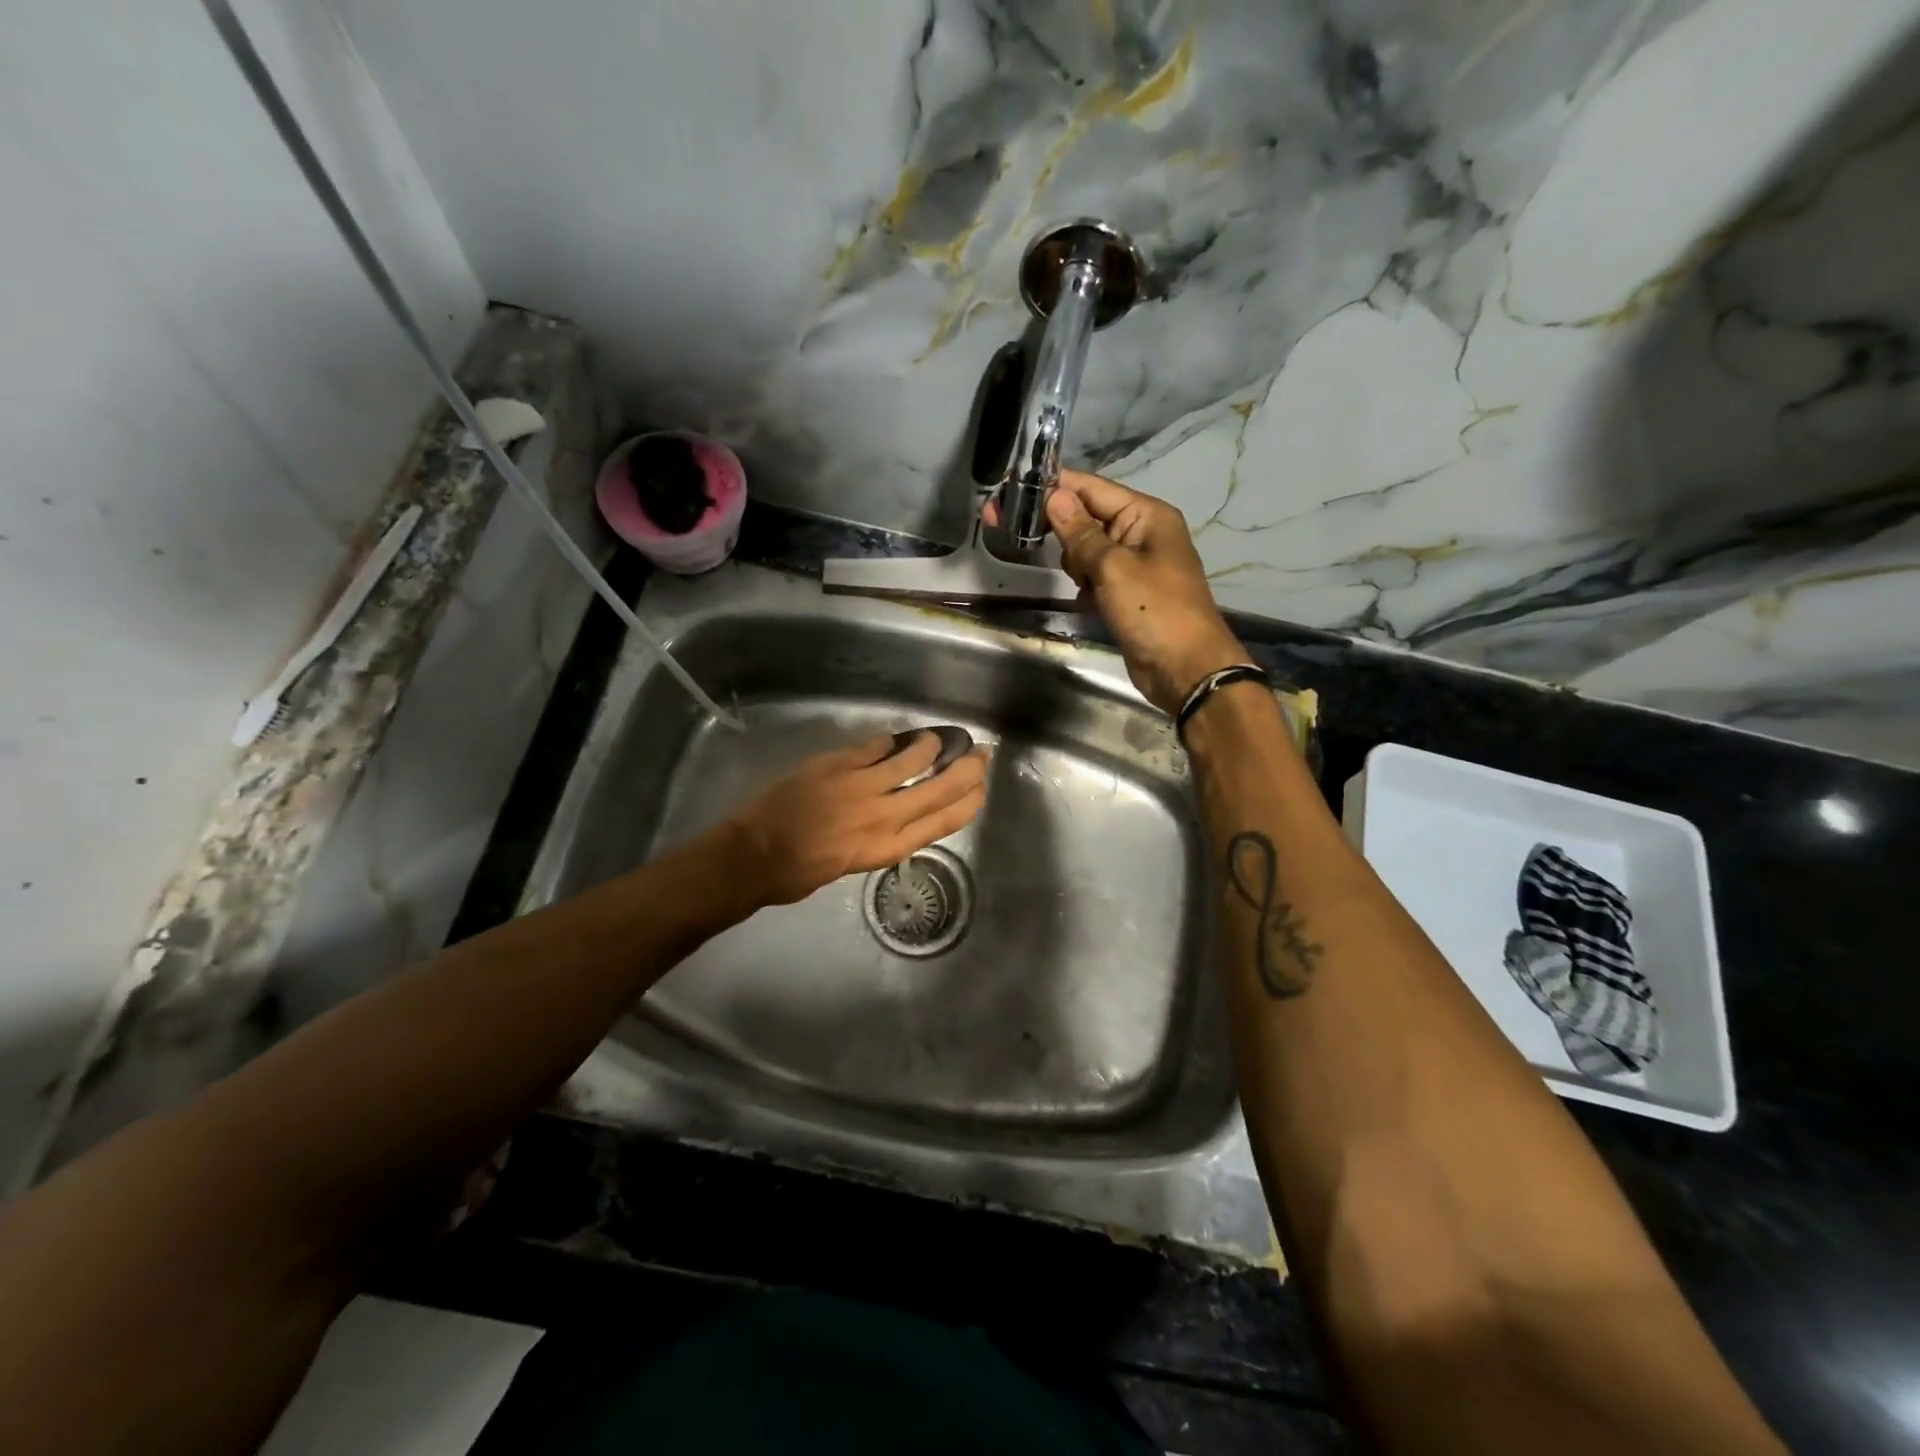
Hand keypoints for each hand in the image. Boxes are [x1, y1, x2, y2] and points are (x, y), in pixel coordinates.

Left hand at [723, 733, 988, 906]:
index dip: (968, 802)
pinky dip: (889, 742)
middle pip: (937, 788)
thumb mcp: (851, 866)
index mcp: (886, 848)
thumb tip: (896, 816)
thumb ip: (878, 839)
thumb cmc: (798, 874)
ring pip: (910, 760)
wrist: (753, 855)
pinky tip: (896, 739)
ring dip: (930, 747)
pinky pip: (873, 748)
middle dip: (966, 770)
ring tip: (938, 740)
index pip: (943, 822)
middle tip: (980, 755)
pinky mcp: (837, 765)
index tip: (981, 788)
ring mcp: (860, 787)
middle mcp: (882, 816)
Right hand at [1033, 470, 1246, 714]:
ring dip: (1075, 563)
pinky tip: (1087, 601)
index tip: (1012, 490)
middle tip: (1021, 535)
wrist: (1185, 669)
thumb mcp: (1113, 567)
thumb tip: (1054, 496)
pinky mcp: (1127, 593)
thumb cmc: (1153, 610)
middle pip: (1087, 516)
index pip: (1092, 488)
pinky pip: (1095, 576)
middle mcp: (1141, 532)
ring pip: (1087, 549)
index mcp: (1146, 515)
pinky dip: (1086, 585)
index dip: (1054, 487)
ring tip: (1082, 584)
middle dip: (1061, 528)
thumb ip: (1081, 532)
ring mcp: (1135, 564)